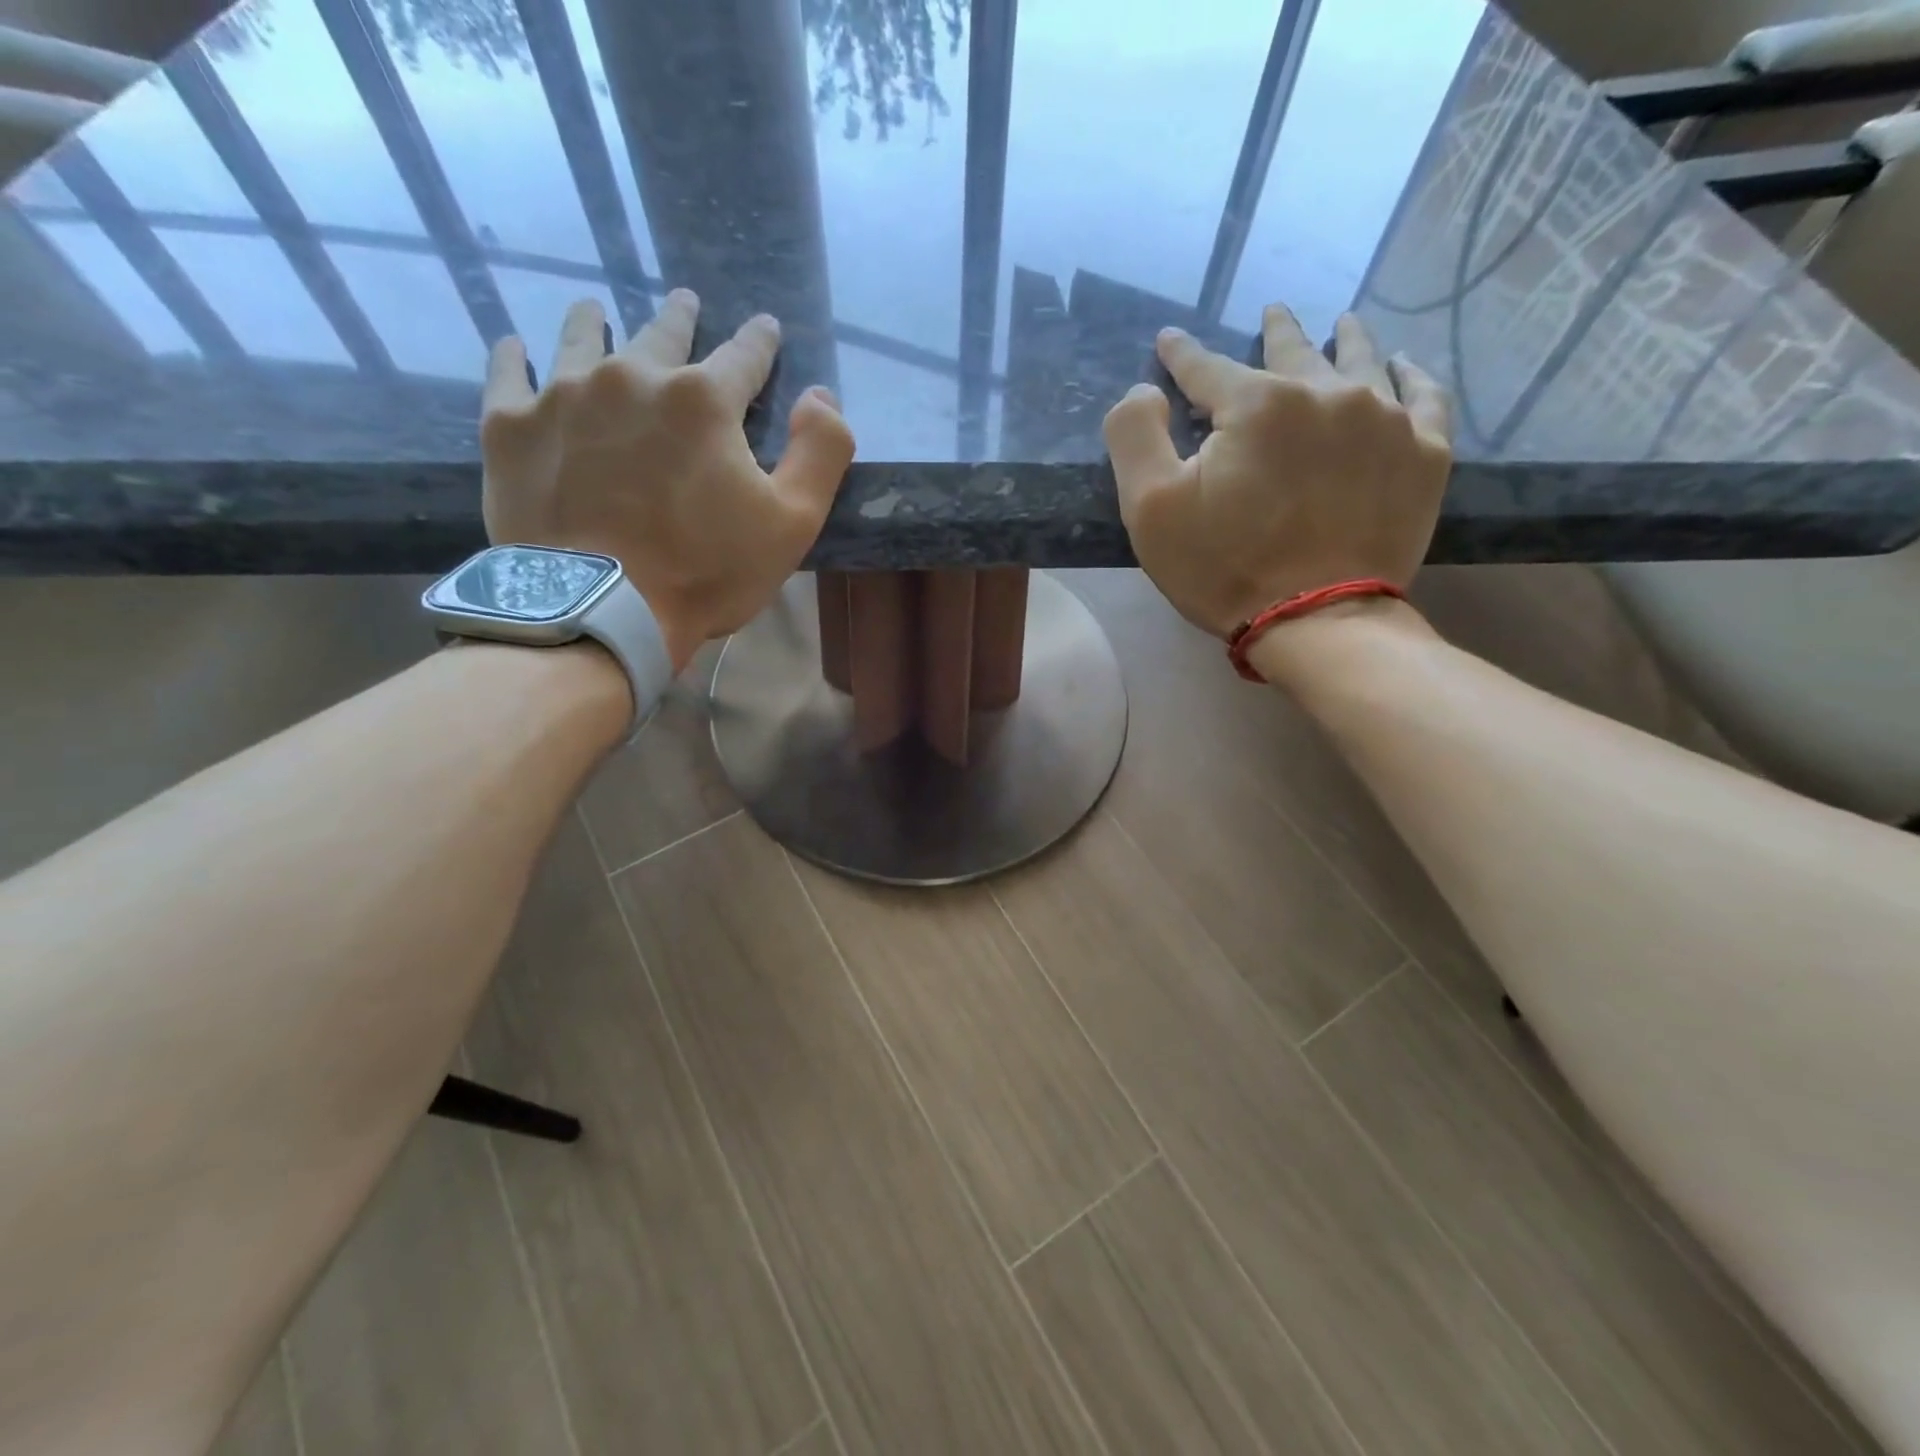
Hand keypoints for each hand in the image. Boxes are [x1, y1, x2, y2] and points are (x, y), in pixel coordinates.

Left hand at [480, 290, 854, 671]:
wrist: (600, 610)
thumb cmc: (706, 571)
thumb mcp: (793, 523)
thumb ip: (822, 452)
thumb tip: (821, 396)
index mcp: (704, 400)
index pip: (744, 354)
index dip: (760, 341)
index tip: (765, 328)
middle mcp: (633, 376)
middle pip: (662, 333)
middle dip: (680, 317)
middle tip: (684, 304)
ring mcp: (563, 395)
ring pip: (580, 337)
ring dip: (594, 321)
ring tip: (595, 310)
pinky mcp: (511, 425)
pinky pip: (508, 372)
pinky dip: (515, 356)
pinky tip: (516, 347)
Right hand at [1101, 306, 1451, 640]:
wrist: (1317, 622)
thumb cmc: (1224, 567)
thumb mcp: (1150, 508)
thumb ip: (1135, 434)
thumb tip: (1148, 389)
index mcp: (1257, 404)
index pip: (1208, 367)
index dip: (1182, 355)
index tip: (1169, 342)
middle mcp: (1327, 394)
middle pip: (1294, 352)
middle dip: (1277, 332)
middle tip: (1273, 312)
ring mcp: (1386, 421)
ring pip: (1364, 362)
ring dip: (1347, 340)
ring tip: (1344, 323)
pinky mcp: (1425, 456)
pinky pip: (1425, 397)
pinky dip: (1413, 377)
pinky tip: (1404, 367)